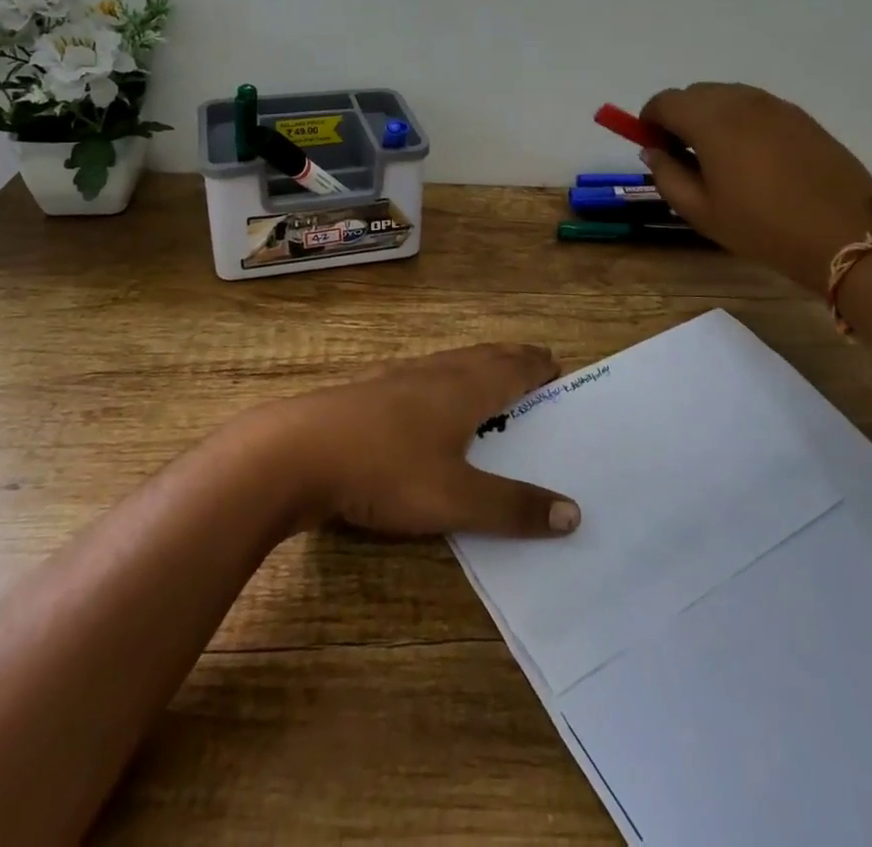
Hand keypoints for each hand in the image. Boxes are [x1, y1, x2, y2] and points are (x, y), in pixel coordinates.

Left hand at [255, 344, 581, 538]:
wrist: (297, 451)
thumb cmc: (386, 469)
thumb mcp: (455, 499)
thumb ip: (512, 508)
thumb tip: (575, 513)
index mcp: (464, 389)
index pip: (512, 369)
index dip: (536, 366)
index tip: (557, 364)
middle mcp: (435, 373)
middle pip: (483, 357)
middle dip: (511, 360)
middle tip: (533, 363)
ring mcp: (397, 378)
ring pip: (449, 363)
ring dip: (476, 365)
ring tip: (488, 376)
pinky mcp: (367, 391)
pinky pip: (420, 375)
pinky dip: (442, 378)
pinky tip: (426, 395)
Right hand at [639, 83, 871, 290]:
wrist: (843, 236)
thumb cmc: (762, 227)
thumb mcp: (701, 211)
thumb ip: (666, 175)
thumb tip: (653, 151)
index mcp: (711, 121)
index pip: (665, 101)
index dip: (650, 121)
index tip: (653, 148)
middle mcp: (742, 101)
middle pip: (695, 93)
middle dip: (679, 117)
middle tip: (683, 156)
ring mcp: (776, 106)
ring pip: (727, 96)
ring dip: (711, 117)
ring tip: (720, 159)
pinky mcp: (801, 116)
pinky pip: (757, 107)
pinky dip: (741, 121)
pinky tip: (754, 159)